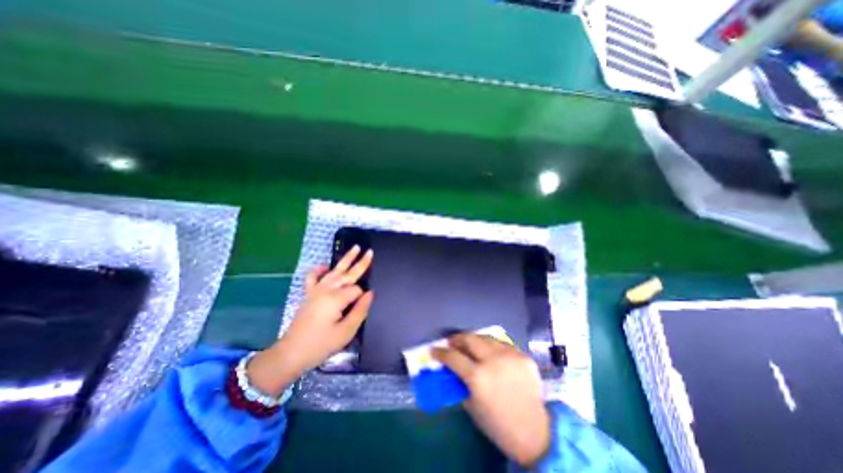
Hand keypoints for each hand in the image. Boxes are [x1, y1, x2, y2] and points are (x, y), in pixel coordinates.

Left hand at [245, 245, 372, 397]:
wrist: (291, 353)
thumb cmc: (321, 345)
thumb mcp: (346, 331)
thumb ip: (360, 310)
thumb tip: (370, 293)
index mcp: (336, 299)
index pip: (356, 290)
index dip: (362, 297)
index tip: (361, 308)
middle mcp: (326, 290)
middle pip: (347, 274)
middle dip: (360, 263)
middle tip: (370, 251)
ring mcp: (316, 290)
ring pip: (334, 271)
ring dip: (345, 259)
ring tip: (355, 248)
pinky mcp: (308, 294)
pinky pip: (313, 277)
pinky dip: (318, 269)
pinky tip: (325, 265)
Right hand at [431, 335, 550, 467]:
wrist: (535, 433)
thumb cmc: (498, 424)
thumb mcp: (471, 405)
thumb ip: (461, 382)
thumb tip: (452, 367)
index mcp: (478, 377)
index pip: (453, 357)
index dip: (440, 352)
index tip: (433, 350)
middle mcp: (493, 360)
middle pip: (470, 338)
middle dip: (457, 338)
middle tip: (452, 342)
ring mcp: (510, 355)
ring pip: (486, 337)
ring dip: (475, 340)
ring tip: (470, 345)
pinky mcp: (523, 355)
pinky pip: (502, 345)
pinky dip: (493, 347)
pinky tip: (491, 354)